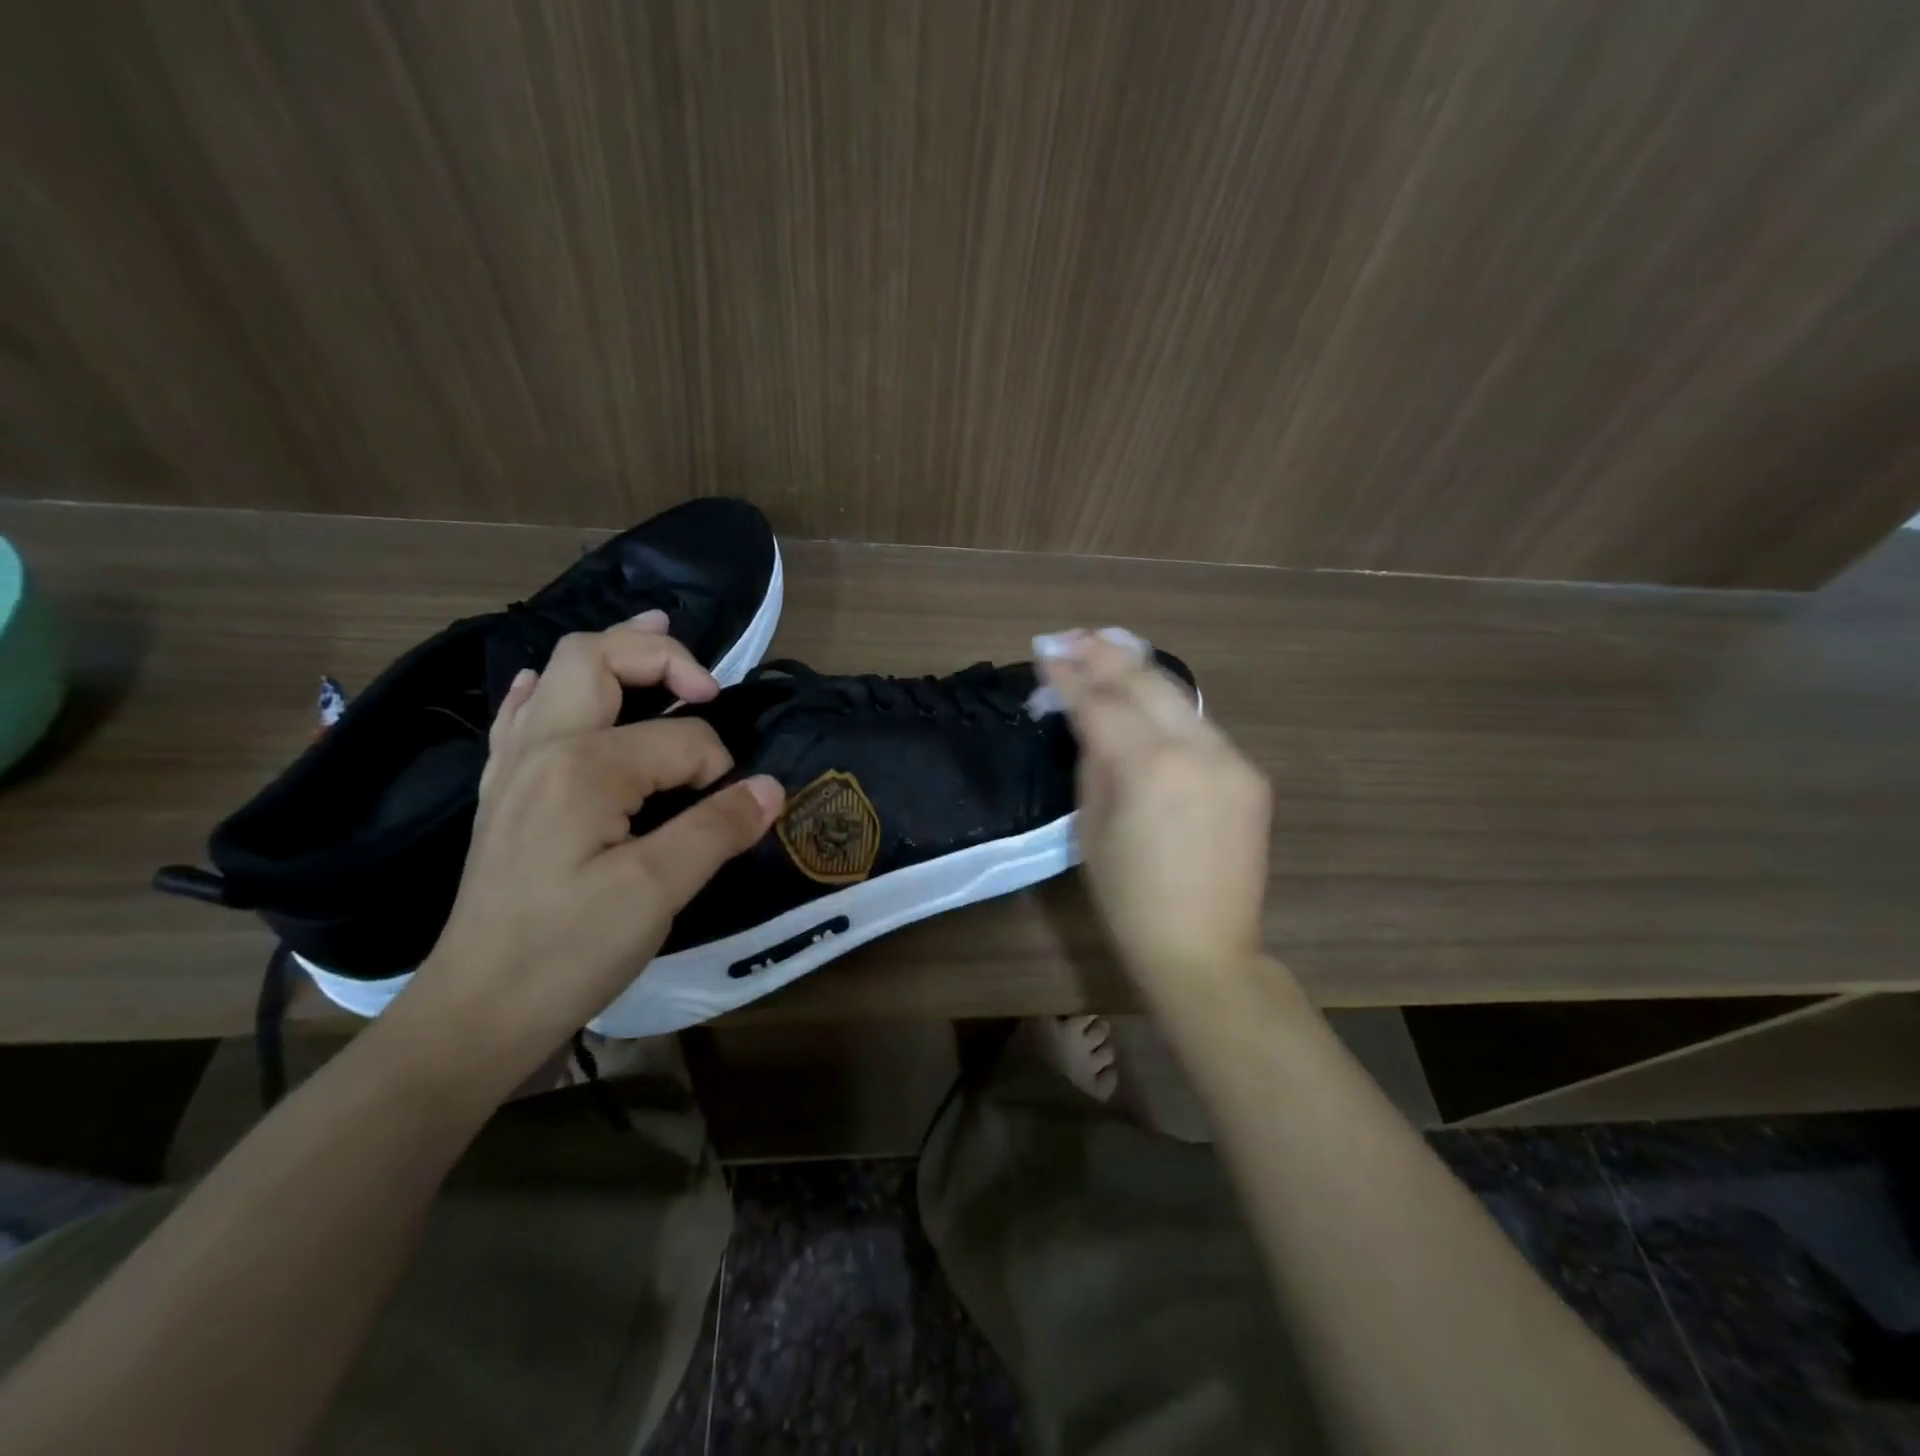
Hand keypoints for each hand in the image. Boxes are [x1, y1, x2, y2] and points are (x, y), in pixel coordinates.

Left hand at [388, 613, 783, 1099]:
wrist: (476, 1011)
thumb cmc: (567, 950)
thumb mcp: (657, 891)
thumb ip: (717, 828)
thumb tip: (771, 788)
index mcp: (583, 766)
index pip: (680, 738)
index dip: (718, 769)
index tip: (730, 813)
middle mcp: (542, 747)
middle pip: (596, 658)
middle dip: (659, 655)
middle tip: (708, 680)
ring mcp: (515, 768)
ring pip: (557, 676)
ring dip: (612, 654)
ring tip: (655, 634)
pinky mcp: (505, 794)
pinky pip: (525, 715)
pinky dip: (556, 688)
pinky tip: (559, 689)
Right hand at [1038, 631, 1271, 985]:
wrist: (1204, 948)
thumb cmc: (1129, 899)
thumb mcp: (1090, 828)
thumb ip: (1093, 760)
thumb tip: (1085, 716)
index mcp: (1148, 769)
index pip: (1101, 704)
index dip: (1069, 678)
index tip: (1045, 655)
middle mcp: (1196, 750)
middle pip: (1145, 682)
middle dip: (1104, 654)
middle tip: (1071, 636)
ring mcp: (1231, 758)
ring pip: (1178, 696)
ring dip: (1138, 670)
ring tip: (1104, 646)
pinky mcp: (1250, 773)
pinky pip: (1200, 726)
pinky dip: (1167, 706)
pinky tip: (1145, 695)